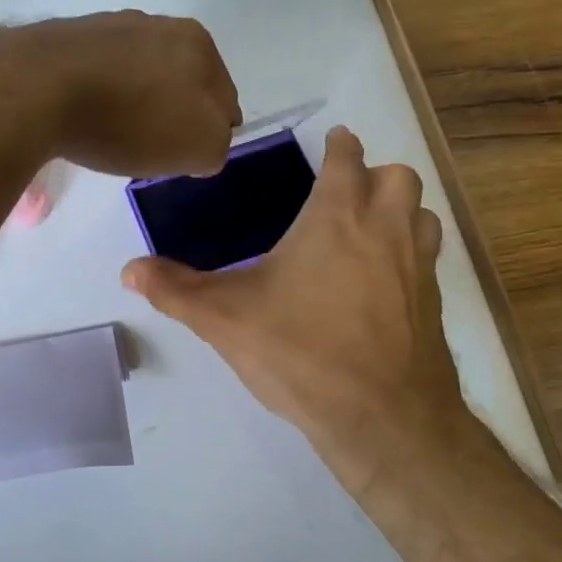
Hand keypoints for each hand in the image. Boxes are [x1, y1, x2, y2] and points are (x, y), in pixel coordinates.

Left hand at [0, 13, 239, 178]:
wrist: (37, 89)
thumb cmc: (130, 119)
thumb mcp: (200, 146)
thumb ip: (217, 143)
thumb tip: (204, 140)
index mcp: (198, 43)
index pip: (224, 96)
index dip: (211, 131)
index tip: (187, 156)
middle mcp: (156, 23)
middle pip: (179, 82)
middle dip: (172, 114)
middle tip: (153, 149)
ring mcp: (108, 26)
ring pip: (137, 76)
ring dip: (134, 104)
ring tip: (113, 137)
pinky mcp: (66, 39)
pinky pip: (97, 76)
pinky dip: (97, 98)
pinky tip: (82, 120)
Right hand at [122, 126, 463, 496]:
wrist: (382, 418)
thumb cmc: (301, 351)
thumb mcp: (225, 319)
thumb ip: (175, 290)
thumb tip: (128, 269)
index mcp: (338, 217)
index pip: (348, 158)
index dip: (340, 146)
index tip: (333, 143)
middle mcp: (387, 230)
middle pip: (400, 176)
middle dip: (375, 175)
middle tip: (344, 196)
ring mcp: (418, 267)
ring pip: (423, 215)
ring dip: (401, 212)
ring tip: (367, 233)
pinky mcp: (433, 305)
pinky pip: (429, 261)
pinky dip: (411, 256)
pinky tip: (380, 286)